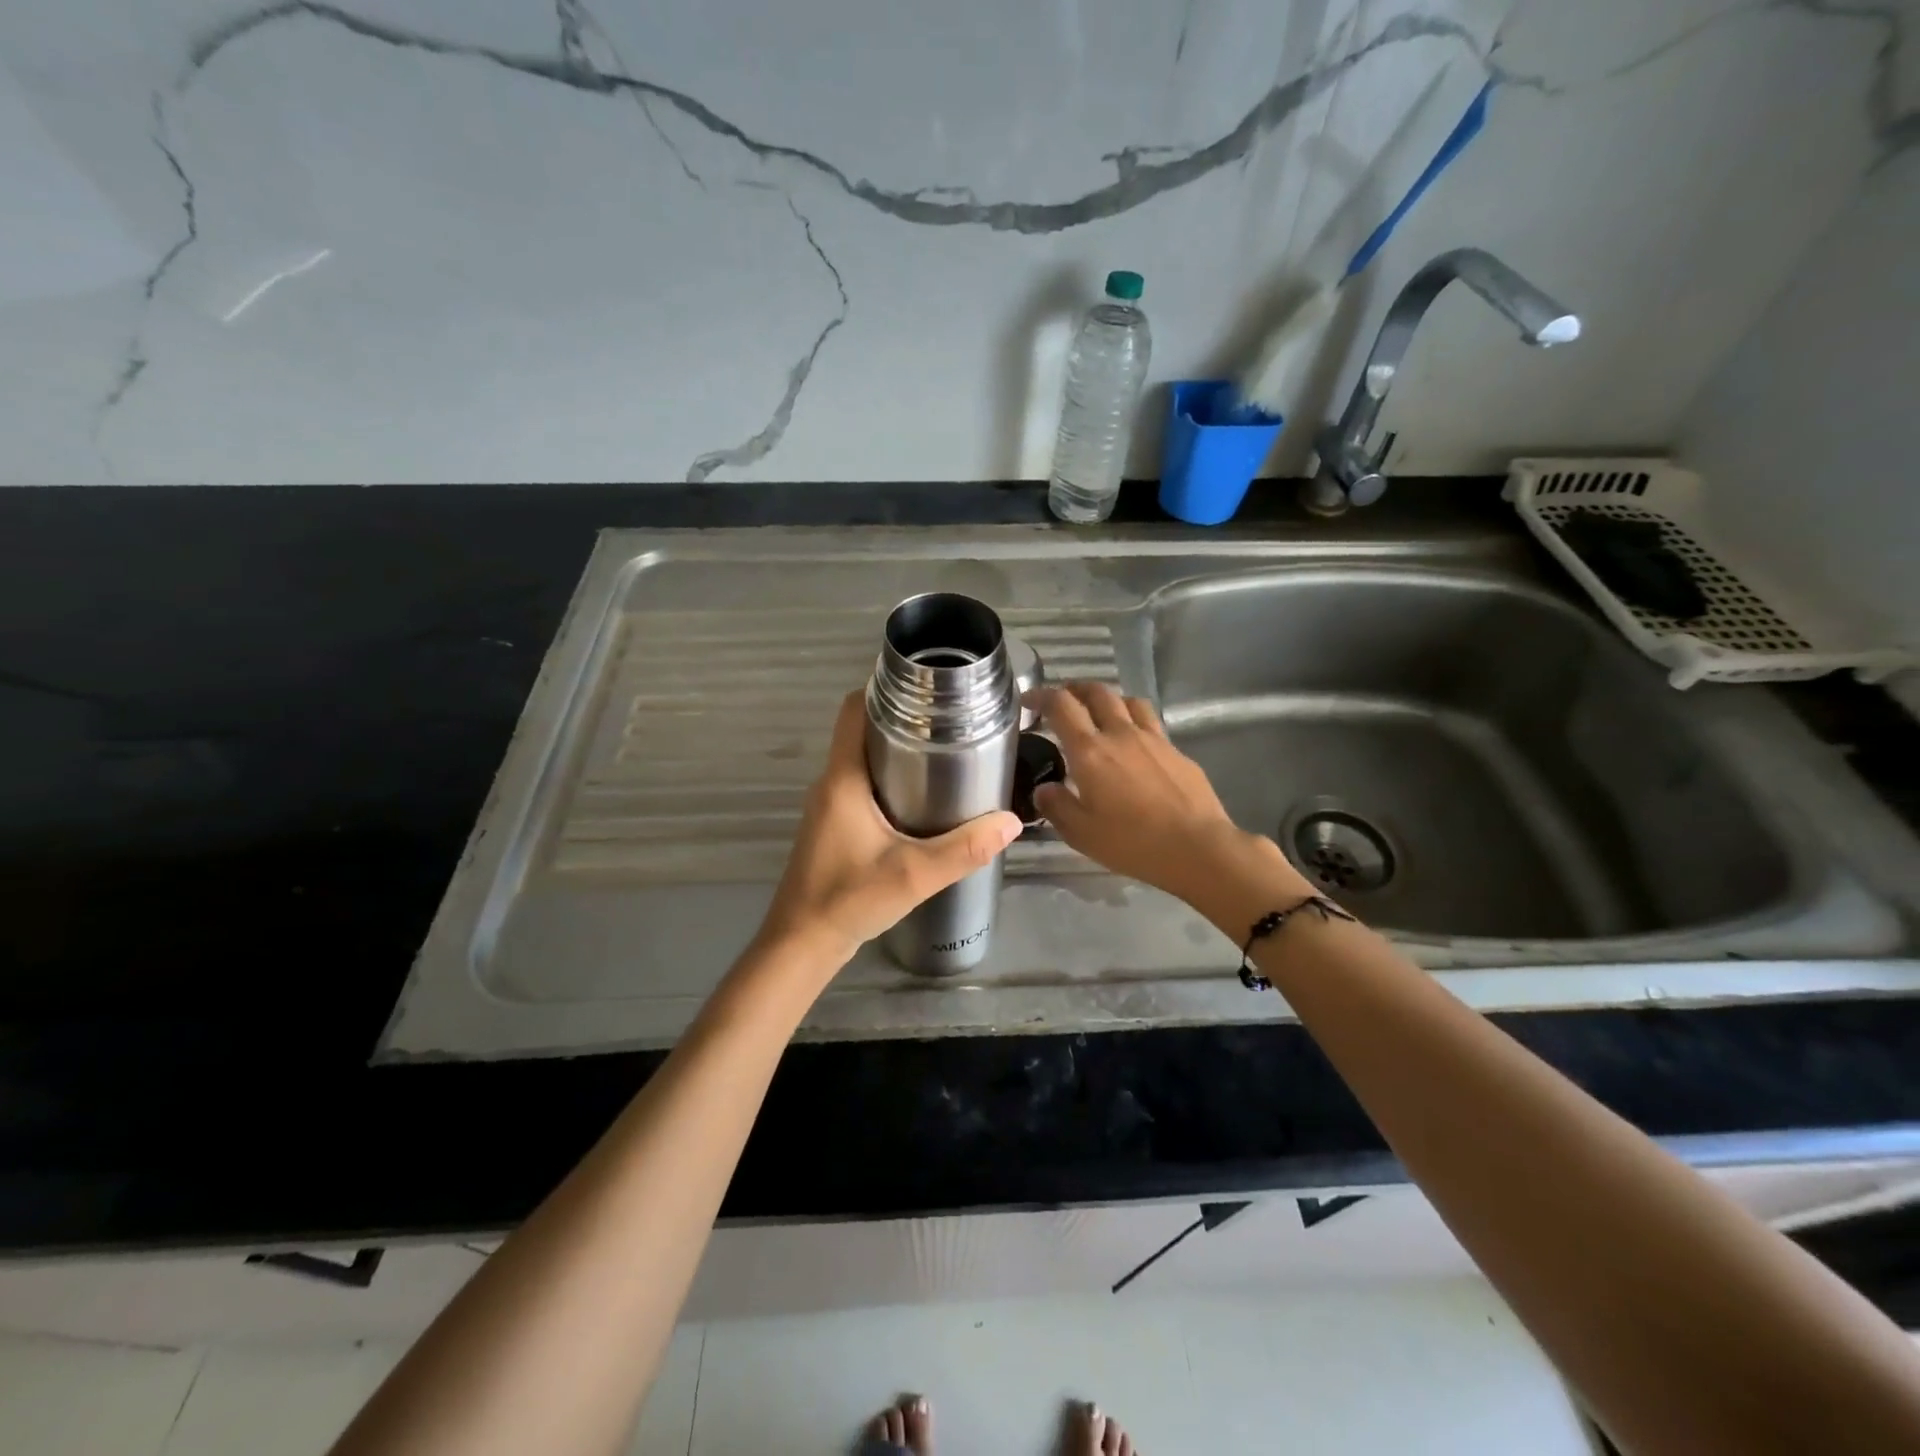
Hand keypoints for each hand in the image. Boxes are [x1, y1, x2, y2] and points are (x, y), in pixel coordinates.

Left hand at [759, 690, 1023, 970]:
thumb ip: (965, 849)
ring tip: (945, 752)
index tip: (926, 686)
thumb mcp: (914, 874)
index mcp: (843, 779)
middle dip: (903, 719)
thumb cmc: (849, 899)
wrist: (802, 944)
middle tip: (951, 720)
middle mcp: (831, 783)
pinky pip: (861, 784)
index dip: (884, 688)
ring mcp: (829, 805)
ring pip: (862, 759)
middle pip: (861, 730)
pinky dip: (889, 777)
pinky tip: (923, 798)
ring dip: (897, 749)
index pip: (853, 709)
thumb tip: (1011, 820)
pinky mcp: (834, 825)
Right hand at [1033, 683, 1281, 901]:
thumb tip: (1044, 789)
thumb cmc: (1132, 842)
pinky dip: (1135, 722)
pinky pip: (1151, 723)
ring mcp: (1153, 739)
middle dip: (1075, 689)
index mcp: (1090, 751)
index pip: (1061, 706)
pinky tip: (1135, 745)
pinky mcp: (1177, 751)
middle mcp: (1120, 734)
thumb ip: (1056, 806)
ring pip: (1128, 701)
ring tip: (1101, 713)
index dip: (1041, 695)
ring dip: (1109, 700)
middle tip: (1063, 700)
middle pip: (1097, 693)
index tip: (1029, 700)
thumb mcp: (1080, 833)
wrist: (1197, 847)